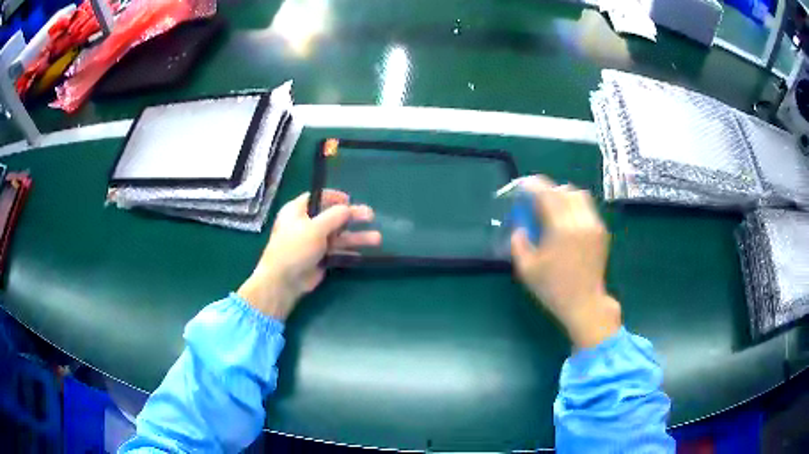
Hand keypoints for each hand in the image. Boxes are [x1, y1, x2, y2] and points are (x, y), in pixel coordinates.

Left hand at [238, 190, 380, 319]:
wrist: (284, 280)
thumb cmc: (295, 247)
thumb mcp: (315, 227)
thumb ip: (334, 216)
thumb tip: (348, 208)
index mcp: (297, 211)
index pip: (316, 198)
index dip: (333, 197)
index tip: (349, 199)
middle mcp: (305, 225)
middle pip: (332, 217)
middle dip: (352, 217)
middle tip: (371, 216)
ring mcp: (313, 243)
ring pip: (338, 237)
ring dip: (356, 237)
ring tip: (377, 239)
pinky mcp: (319, 259)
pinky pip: (337, 252)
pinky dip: (349, 252)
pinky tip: (363, 254)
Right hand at [510, 176, 620, 347]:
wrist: (585, 303)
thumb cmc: (553, 289)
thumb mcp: (527, 269)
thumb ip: (518, 243)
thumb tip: (519, 227)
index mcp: (561, 228)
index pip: (547, 193)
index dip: (532, 185)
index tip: (522, 186)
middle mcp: (581, 220)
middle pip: (564, 189)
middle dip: (548, 190)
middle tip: (536, 201)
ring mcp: (594, 224)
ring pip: (579, 195)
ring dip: (563, 196)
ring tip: (553, 210)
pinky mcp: (601, 231)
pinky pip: (587, 208)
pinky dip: (574, 207)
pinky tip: (567, 223)